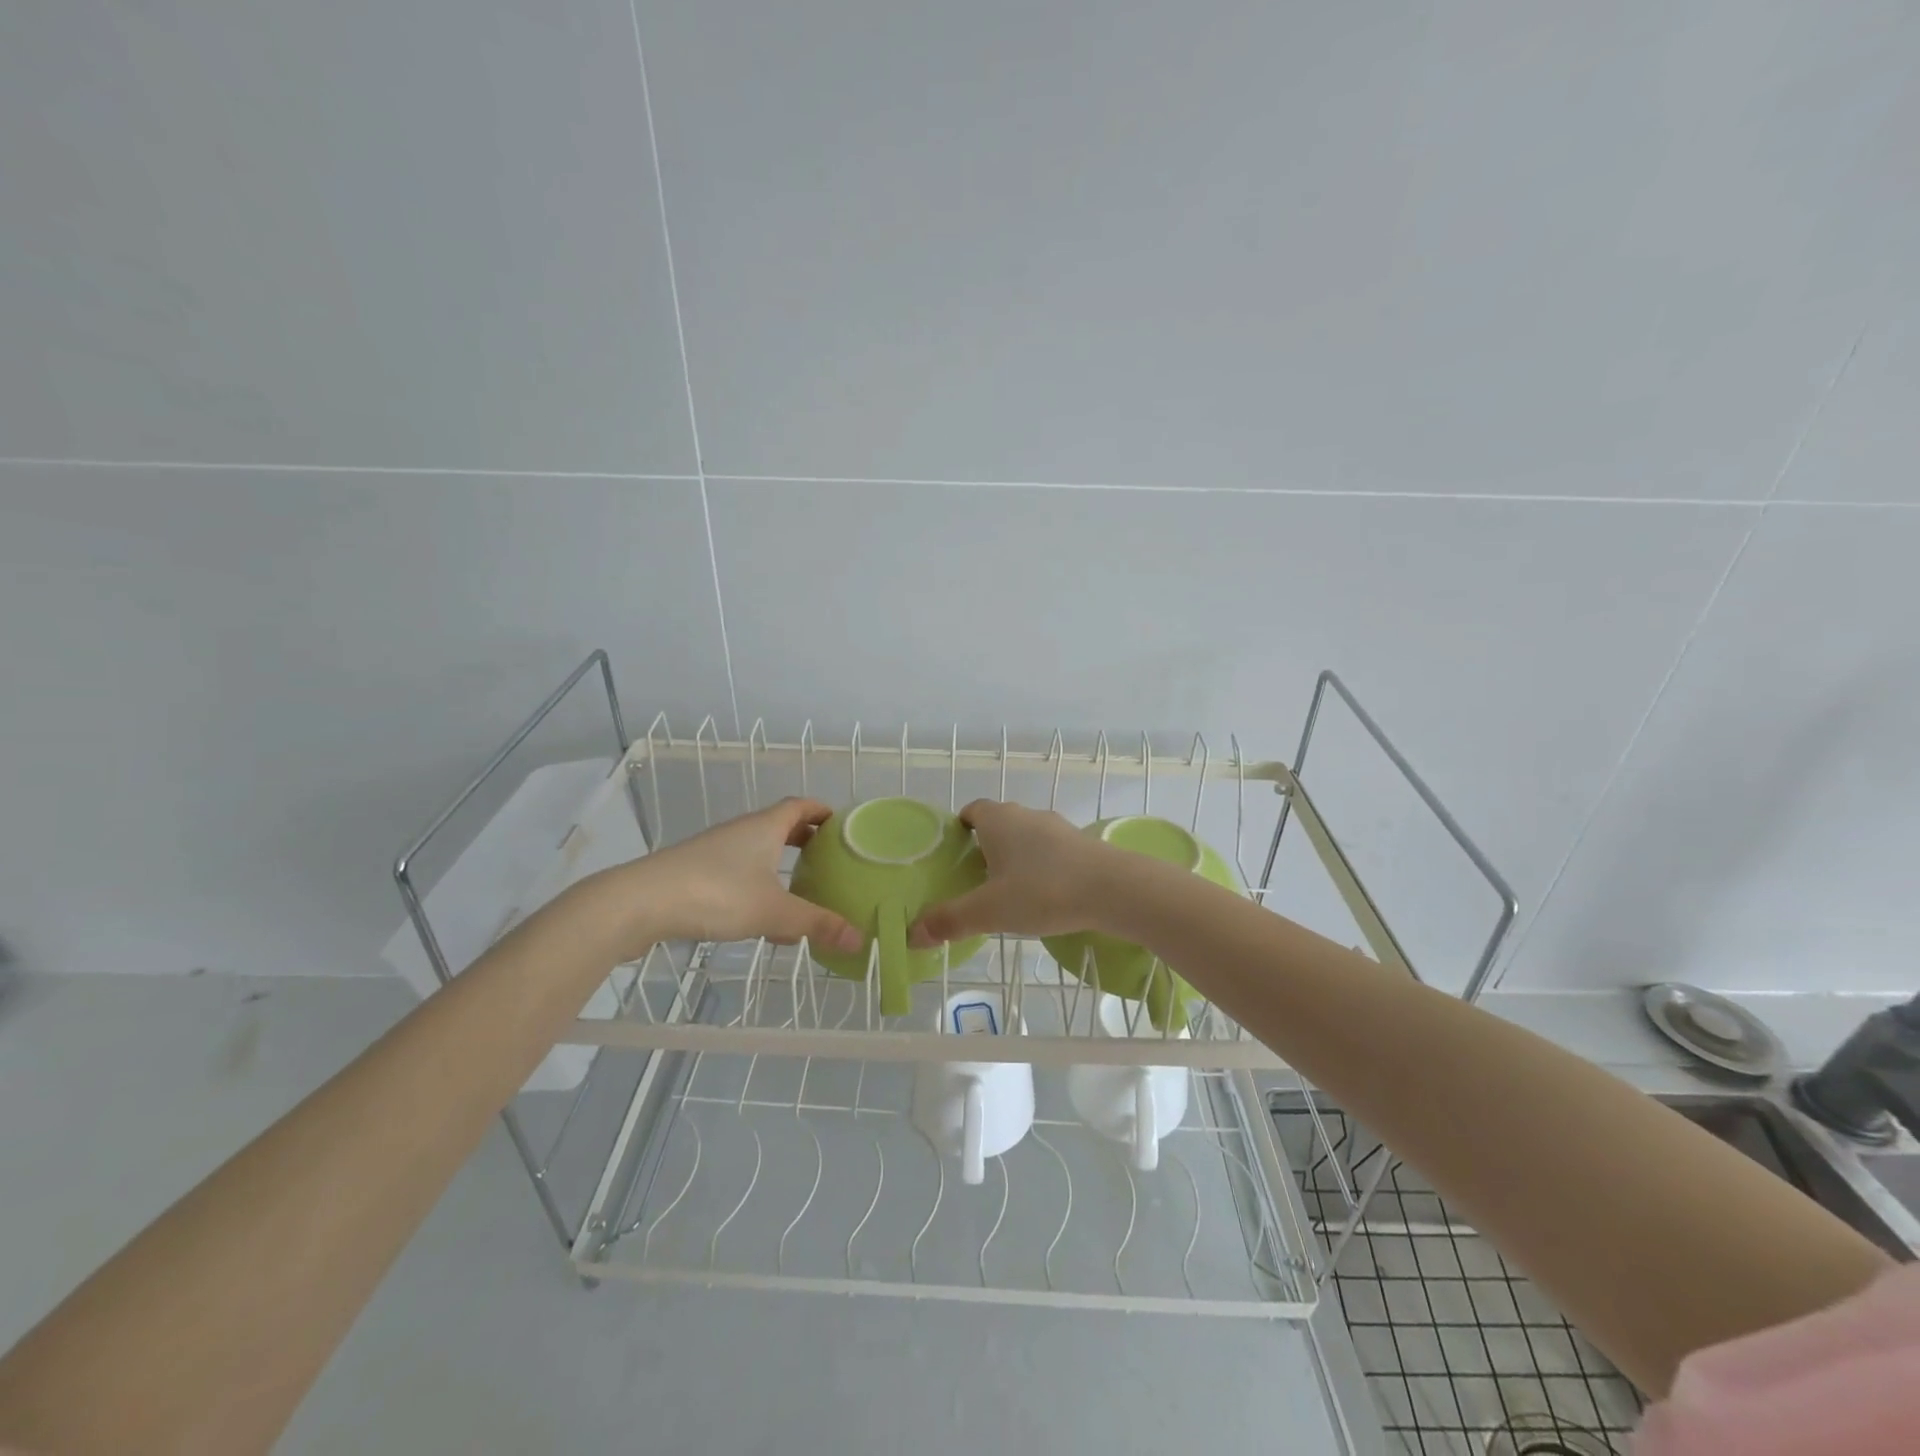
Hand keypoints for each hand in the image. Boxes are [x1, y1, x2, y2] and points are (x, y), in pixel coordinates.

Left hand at [597, 798, 864, 956]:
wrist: (640, 903)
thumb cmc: (716, 894)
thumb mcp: (773, 912)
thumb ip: (816, 924)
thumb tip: (860, 939)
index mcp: (765, 827)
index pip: (800, 806)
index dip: (823, 811)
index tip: (843, 825)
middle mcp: (741, 831)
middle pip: (780, 826)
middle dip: (806, 840)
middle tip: (830, 859)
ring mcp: (715, 851)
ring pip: (758, 851)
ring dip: (781, 865)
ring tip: (802, 890)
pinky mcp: (695, 873)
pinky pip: (739, 872)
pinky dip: (758, 886)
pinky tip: (763, 919)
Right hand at [907, 800, 1121, 946]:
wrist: (1114, 889)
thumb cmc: (1043, 891)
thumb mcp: (990, 911)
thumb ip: (950, 920)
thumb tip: (912, 935)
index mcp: (998, 820)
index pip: (972, 810)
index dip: (961, 826)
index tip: (954, 852)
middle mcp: (1027, 815)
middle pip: (999, 822)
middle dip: (986, 845)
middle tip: (975, 878)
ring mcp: (1058, 827)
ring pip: (1027, 836)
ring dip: (1017, 856)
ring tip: (1010, 890)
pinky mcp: (1083, 844)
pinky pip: (1052, 850)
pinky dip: (1043, 866)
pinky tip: (1045, 894)